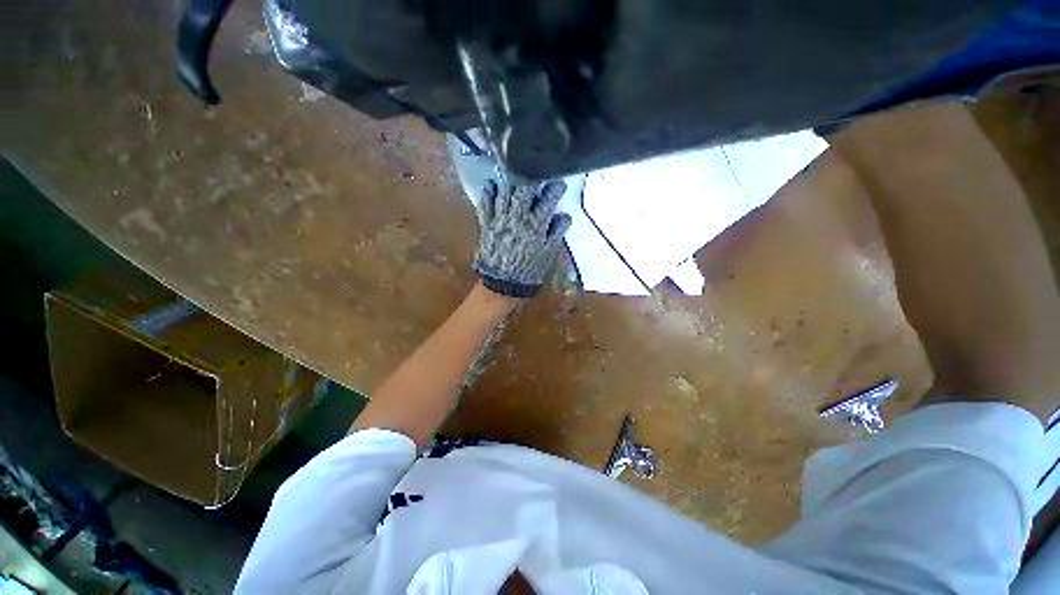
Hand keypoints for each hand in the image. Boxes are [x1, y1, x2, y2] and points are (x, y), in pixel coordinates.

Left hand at [473, 179, 572, 297]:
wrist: (503, 284)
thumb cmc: (529, 271)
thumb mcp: (548, 255)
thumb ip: (556, 233)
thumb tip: (565, 215)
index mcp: (536, 226)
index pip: (548, 200)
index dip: (555, 189)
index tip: (559, 184)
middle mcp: (518, 218)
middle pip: (524, 191)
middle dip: (531, 182)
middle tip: (535, 181)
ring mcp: (500, 220)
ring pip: (505, 193)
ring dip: (511, 183)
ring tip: (515, 179)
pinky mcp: (486, 224)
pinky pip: (485, 204)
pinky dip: (487, 192)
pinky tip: (491, 184)